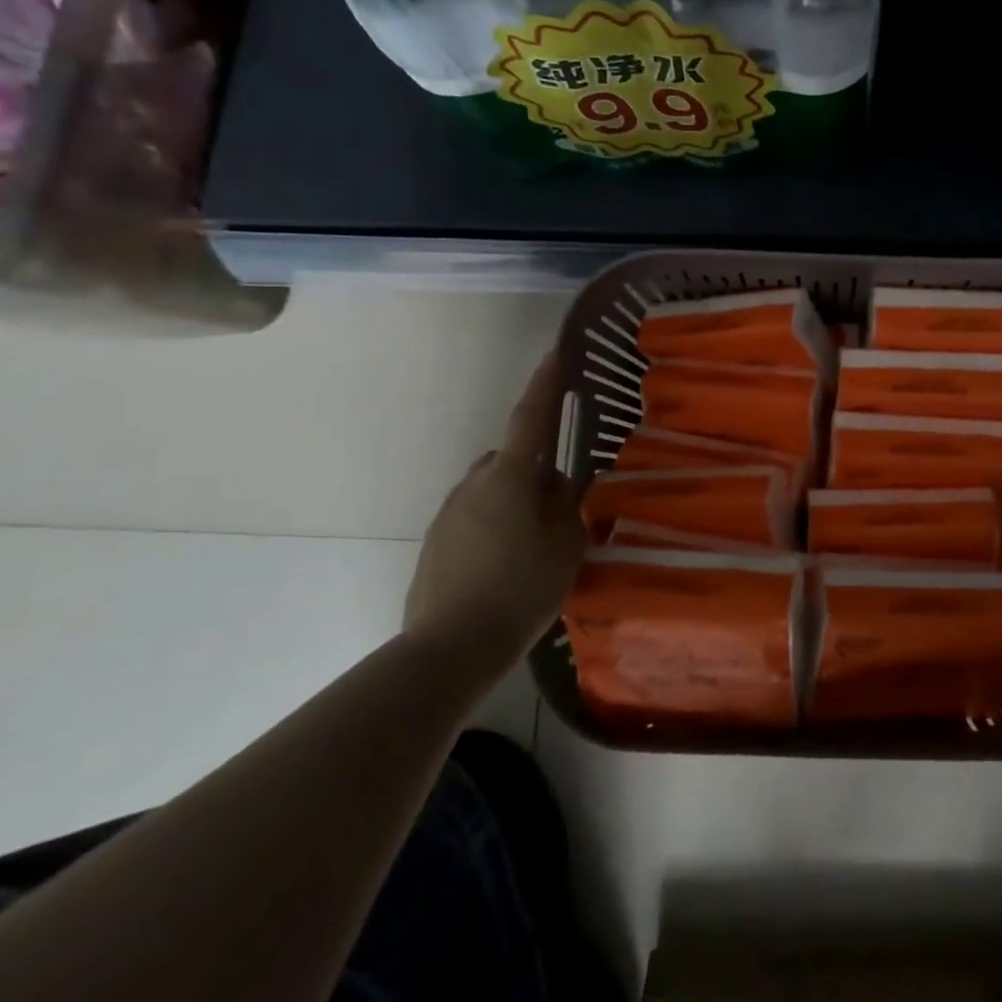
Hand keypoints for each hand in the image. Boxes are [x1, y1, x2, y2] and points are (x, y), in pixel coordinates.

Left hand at [403, 353, 586, 683]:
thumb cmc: (520, 589)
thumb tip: (555, 486)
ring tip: (534, 548)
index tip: (555, 353)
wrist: (450, 649)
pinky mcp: (436, 541)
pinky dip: (495, 527)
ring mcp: (450, 512)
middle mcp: (475, 483)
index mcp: (510, 477)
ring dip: (514, 503)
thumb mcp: (565, 545)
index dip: (546, 384)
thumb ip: (565, 506)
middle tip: (560, 509)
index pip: (531, 418)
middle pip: (513, 460)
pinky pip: (475, 517)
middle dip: (536, 472)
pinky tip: (506, 567)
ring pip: (493, 490)